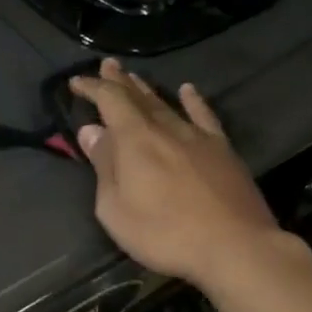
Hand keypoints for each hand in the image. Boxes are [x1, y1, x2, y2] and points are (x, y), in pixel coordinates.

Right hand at [70, 59, 283, 288]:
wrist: (235, 246)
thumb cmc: (164, 234)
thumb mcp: (116, 209)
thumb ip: (104, 167)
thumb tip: (92, 131)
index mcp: (135, 140)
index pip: (110, 101)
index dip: (93, 88)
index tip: (77, 82)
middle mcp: (165, 128)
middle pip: (138, 97)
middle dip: (119, 81)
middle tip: (108, 66)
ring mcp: (197, 137)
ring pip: (167, 104)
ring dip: (148, 89)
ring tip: (135, 77)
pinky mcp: (222, 150)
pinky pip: (204, 116)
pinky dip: (194, 101)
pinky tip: (188, 90)